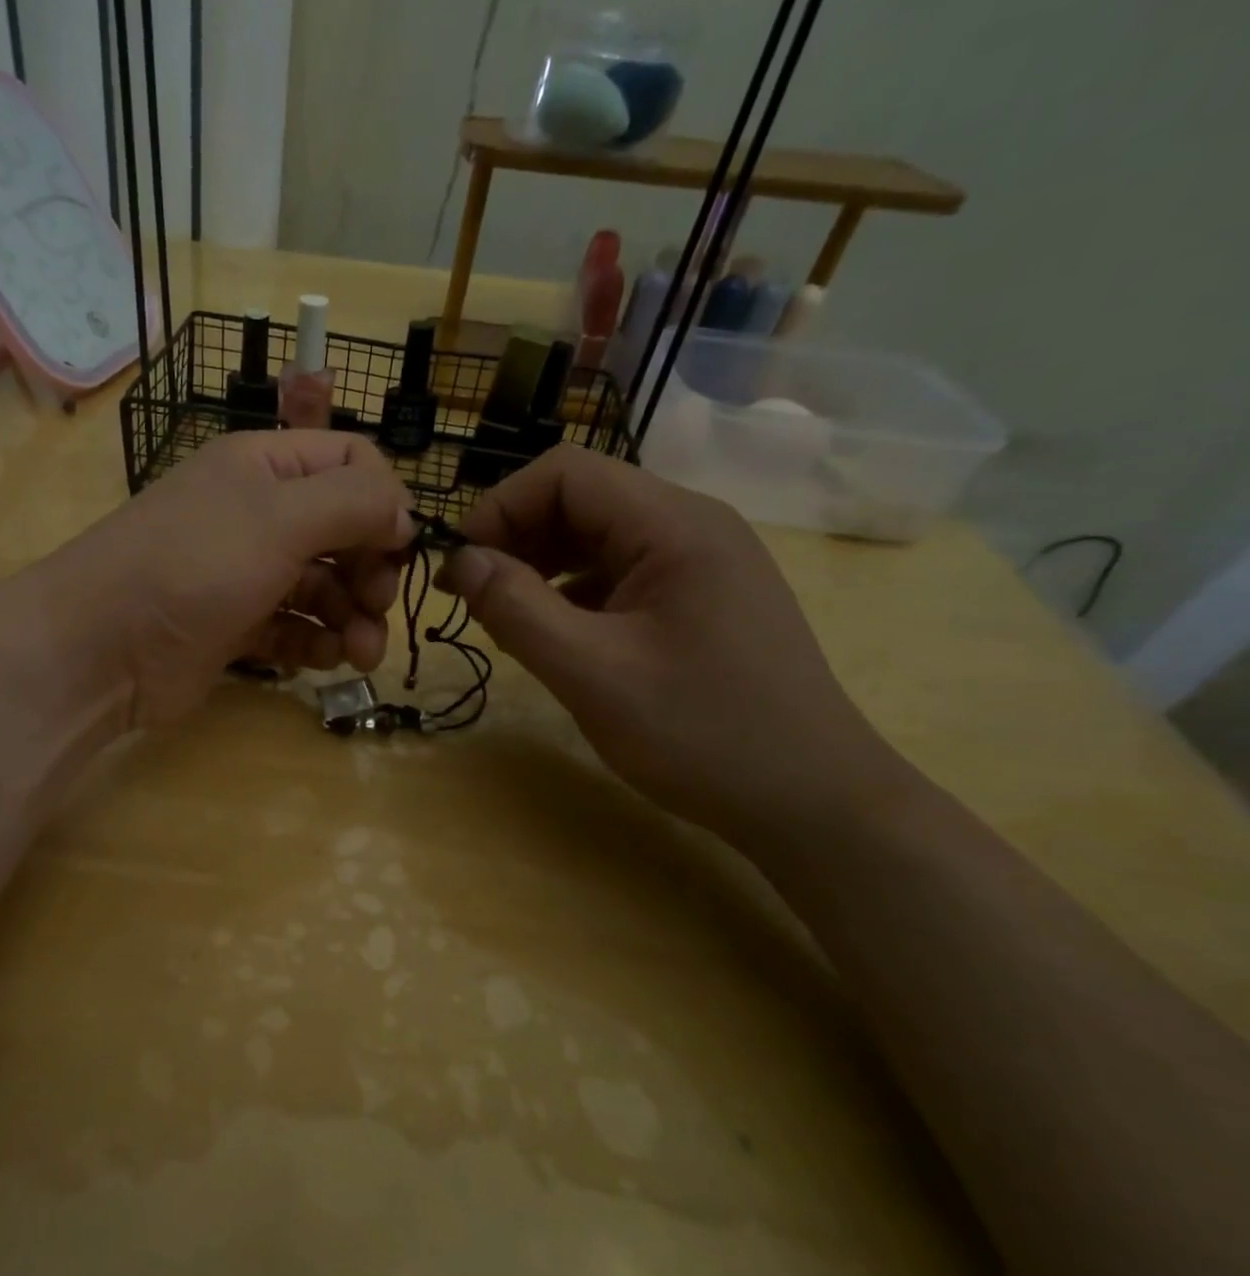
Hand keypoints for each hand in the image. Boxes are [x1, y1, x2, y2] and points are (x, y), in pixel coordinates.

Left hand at [50, 431, 414, 726]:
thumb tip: (405, 514)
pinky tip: (324, 660)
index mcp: (265, 467)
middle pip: (343, 531)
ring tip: (361, 654)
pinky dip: (316, 643)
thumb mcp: (280, 517)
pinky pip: (295, 628)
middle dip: (370, 570)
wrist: (102, 648)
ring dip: (353, 618)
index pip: (349, 462)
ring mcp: (246, 573)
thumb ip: (354, 503)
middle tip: (376, 607)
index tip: (399, 547)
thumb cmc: (194, 565)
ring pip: (324, 587)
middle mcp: (259, 514)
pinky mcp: (237, 626)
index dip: (383, 501)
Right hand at [438, 446, 909, 846]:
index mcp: (674, 525)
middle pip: (581, 499)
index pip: (565, 473)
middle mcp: (691, 525)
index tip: (460, 566)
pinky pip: (620, 572)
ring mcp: (700, 562)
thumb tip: (460, 560)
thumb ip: (518, 610)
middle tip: (471, 596)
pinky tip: (555, 634)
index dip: (500, 507)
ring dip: (540, 565)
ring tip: (504, 617)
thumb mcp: (593, 675)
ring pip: (597, 537)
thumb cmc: (704, 735)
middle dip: (516, 538)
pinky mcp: (699, 597)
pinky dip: (573, 592)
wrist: (815, 802)